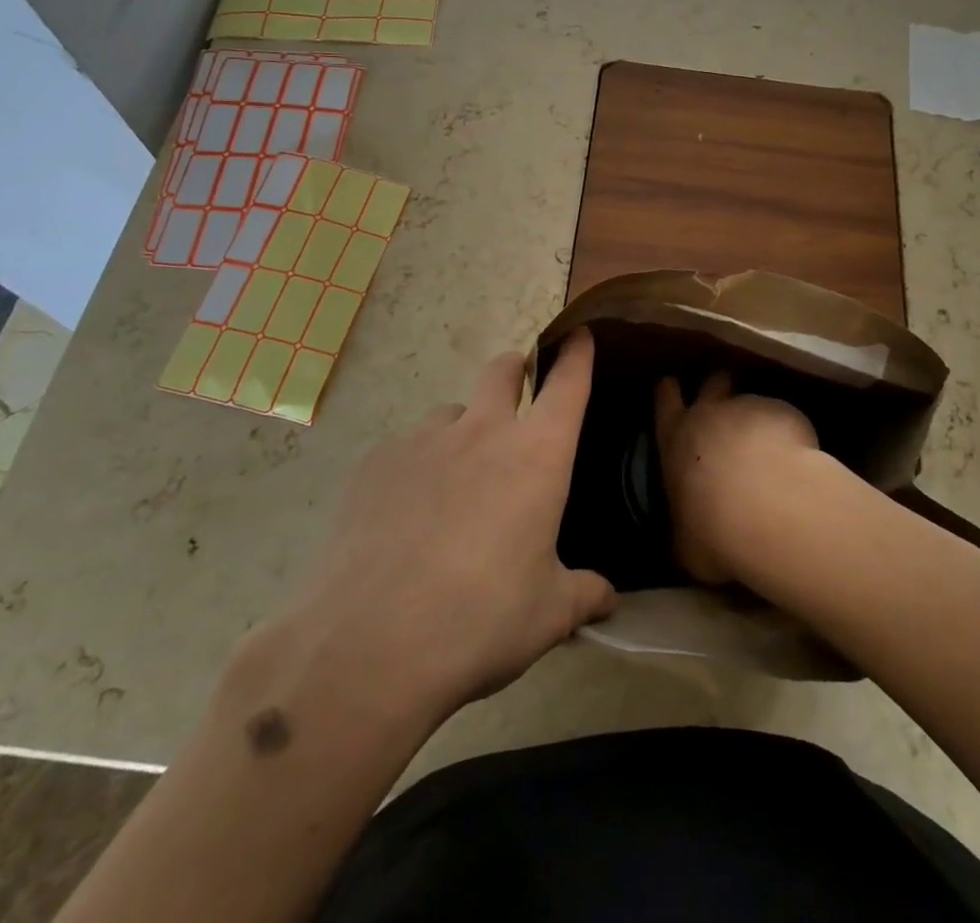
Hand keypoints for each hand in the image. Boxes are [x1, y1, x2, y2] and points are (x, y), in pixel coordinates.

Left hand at [254, 330, 616, 722]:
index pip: (567, 384)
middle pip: (502, 370)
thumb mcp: (548, 615)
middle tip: (517, 391)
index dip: (577, 354)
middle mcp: (482, 431)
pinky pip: (406, 448)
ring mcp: (423, 440)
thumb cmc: (481, 620)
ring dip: (462, 431)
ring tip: (454, 484)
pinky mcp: (376, 461)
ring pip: (451, 413)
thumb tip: (610, 598)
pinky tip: (405, 516)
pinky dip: (416, 467)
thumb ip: (584, 594)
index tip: (580, 335)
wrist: (370, 645)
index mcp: (537, 455)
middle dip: (515, 369)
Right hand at [653, 371, 820, 584]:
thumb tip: (686, 539)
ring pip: (751, 398)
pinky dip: (788, 432)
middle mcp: (709, 414)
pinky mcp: (785, 413)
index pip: (665, 398)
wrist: (768, 508)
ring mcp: (750, 407)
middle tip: (726, 396)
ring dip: (757, 415)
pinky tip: (799, 458)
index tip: (673, 388)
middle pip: (712, 381)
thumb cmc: (712, 529)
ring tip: (770, 440)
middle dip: (717, 383)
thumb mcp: (685, 543)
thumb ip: (684, 529)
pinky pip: (783, 416)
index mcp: (675, 438)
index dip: (669, 391)